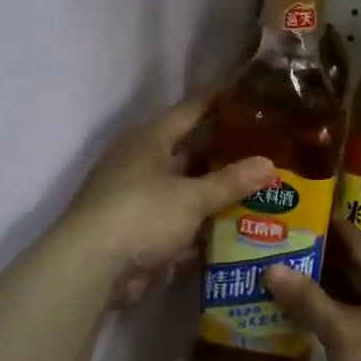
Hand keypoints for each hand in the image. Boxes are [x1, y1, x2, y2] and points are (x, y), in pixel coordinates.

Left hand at [57, 94, 273, 308]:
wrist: (91, 270)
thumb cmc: (140, 215)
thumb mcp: (191, 197)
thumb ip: (231, 181)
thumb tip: (270, 164)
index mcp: (150, 140)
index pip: (191, 110)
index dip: (219, 99)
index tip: (249, 90)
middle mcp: (142, 162)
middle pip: (191, 150)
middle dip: (226, 151)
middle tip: (268, 146)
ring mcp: (139, 197)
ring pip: (187, 187)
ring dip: (218, 190)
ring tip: (262, 186)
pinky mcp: (141, 229)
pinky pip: (181, 218)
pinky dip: (204, 221)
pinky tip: (237, 224)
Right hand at [264, 220, 360, 360]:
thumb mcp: (341, 329)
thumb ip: (306, 298)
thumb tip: (271, 268)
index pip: (353, 239)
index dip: (324, 224)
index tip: (292, 212)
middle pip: (348, 265)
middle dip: (313, 256)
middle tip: (272, 243)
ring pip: (345, 293)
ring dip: (315, 287)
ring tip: (273, 273)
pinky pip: (346, 316)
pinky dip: (322, 312)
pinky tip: (291, 311)